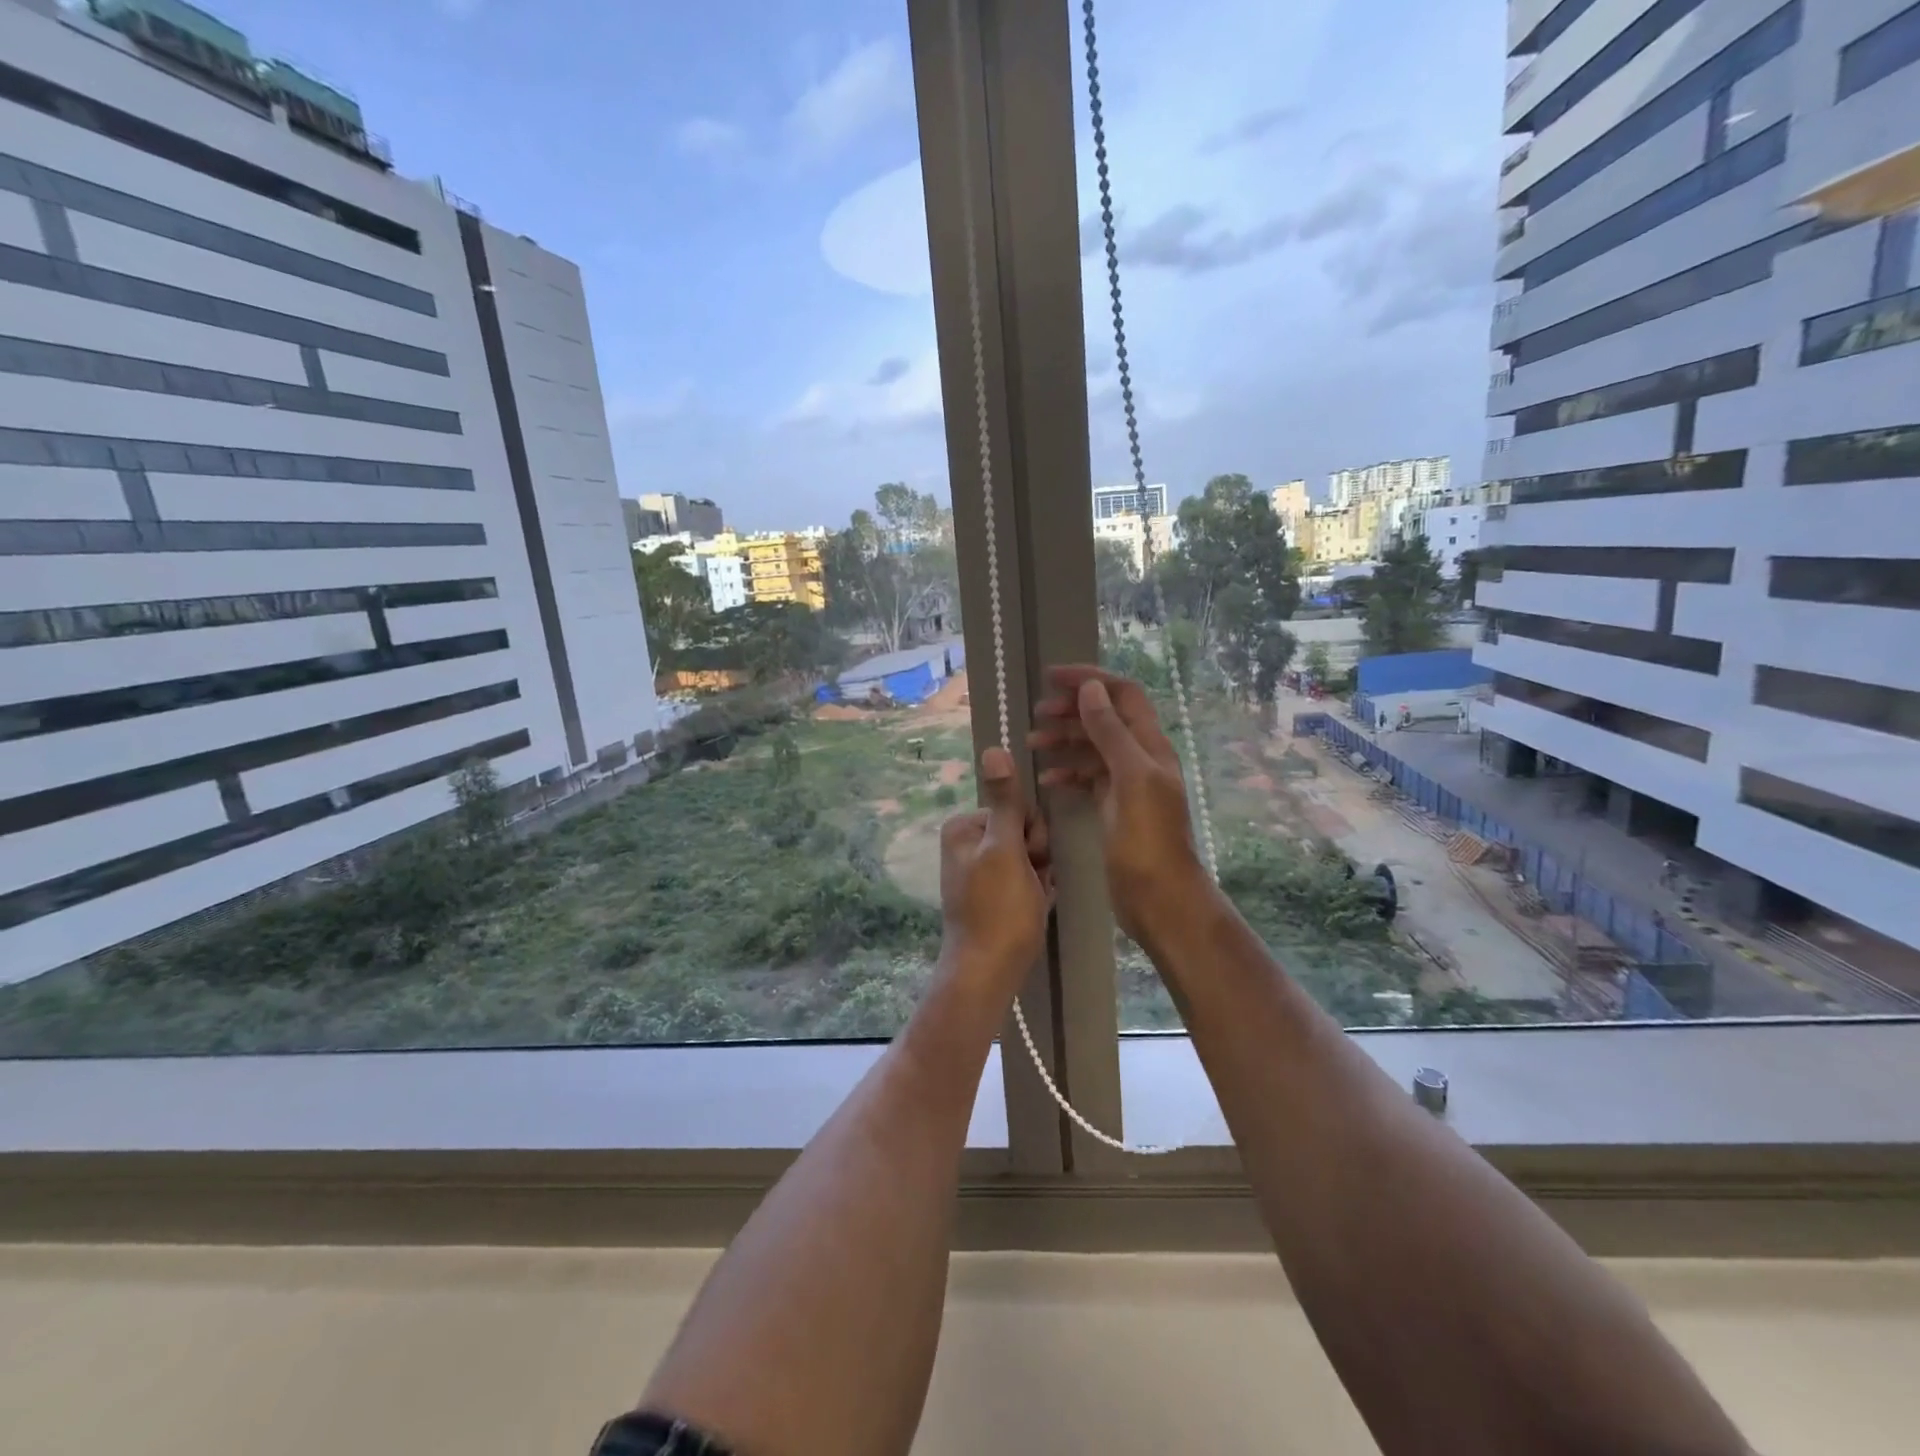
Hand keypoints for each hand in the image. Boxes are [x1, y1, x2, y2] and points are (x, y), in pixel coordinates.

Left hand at [937, 746, 1051, 989]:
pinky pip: (1025, 878)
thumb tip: (993, 747)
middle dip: (1037, 856)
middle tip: (1031, 882)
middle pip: (1023, 831)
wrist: (988, 972)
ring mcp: (979, 870)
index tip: (1031, 858)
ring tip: (1033, 899)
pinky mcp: (991, 894)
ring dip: (1040, 875)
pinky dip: (1035, 891)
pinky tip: (1033, 908)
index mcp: (964, 827)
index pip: (1017, 808)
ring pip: (1029, 856)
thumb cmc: (999, 909)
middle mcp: (966, 844)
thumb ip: (1005, 801)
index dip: (1033, 833)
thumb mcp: (1005, 850)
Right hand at [1029, 665, 1208, 948]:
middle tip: (1037, 714)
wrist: (1159, 897)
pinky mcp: (1114, 808)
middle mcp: (1140, 759)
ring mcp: (1127, 785)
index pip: (1122, 695)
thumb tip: (1092, 689)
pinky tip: (1047, 780)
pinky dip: (1068, 773)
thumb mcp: (1130, 779)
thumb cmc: (1147, 839)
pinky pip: (1088, 778)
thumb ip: (1111, 733)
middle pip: (1105, 718)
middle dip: (1072, 710)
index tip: (1052, 677)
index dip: (1090, 680)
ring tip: (1032, 744)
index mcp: (1150, 746)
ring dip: (1065, 741)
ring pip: (1093, 748)